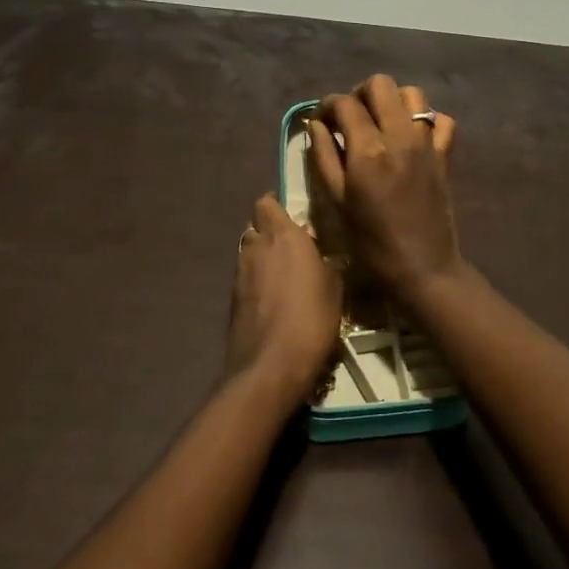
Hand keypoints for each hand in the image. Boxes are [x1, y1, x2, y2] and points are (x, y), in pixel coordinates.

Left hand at [227, 193, 341, 401]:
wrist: (271, 365)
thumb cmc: (312, 318)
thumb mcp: (335, 288)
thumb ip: (326, 264)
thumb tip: (321, 255)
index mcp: (283, 236)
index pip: (267, 203)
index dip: (276, 205)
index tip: (292, 213)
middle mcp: (256, 247)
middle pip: (256, 226)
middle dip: (270, 231)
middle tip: (294, 245)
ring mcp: (240, 273)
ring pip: (249, 251)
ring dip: (263, 256)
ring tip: (286, 273)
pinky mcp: (233, 299)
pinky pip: (246, 277)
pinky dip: (257, 280)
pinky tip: (275, 297)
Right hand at [308, 75, 461, 297]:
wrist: (422, 267)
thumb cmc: (371, 241)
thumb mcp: (337, 201)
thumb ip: (325, 157)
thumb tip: (317, 125)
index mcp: (368, 150)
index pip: (345, 104)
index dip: (328, 105)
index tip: (321, 119)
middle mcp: (400, 136)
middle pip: (381, 85)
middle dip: (360, 93)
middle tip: (350, 116)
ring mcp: (427, 143)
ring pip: (412, 94)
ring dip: (392, 100)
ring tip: (380, 122)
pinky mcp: (445, 154)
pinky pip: (441, 120)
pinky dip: (426, 119)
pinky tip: (411, 135)